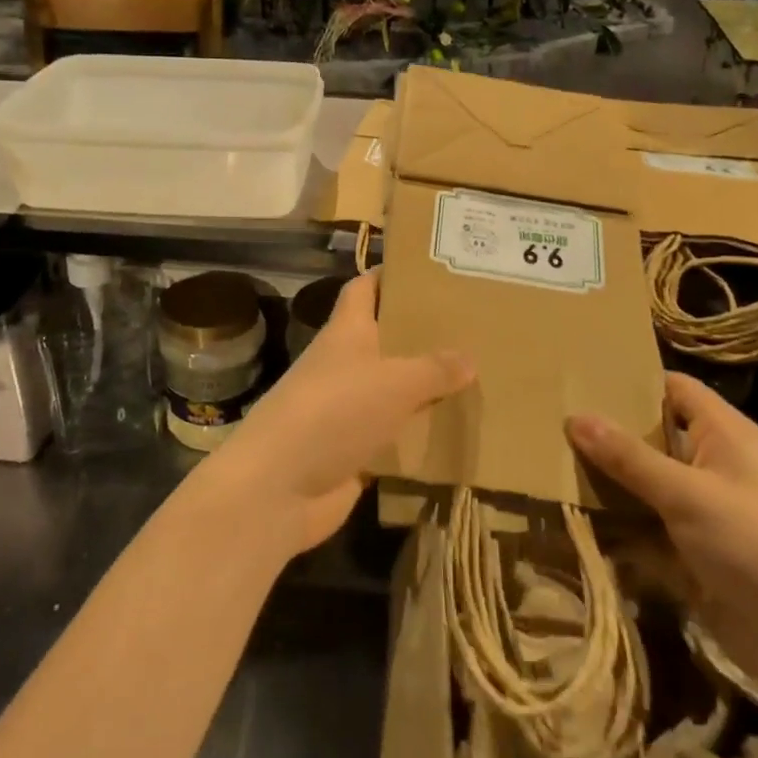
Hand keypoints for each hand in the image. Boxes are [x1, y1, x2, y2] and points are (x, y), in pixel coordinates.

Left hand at [211, 272, 473, 553]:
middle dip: (422, 333)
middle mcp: (345, 365)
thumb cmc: (334, 412)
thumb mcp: (393, 381)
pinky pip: (395, 434)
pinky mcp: (354, 450)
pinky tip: (458, 430)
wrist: (280, 488)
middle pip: (385, 339)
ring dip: (426, 386)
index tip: (430, 269)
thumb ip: (434, 368)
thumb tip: (469, 358)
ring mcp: (347, 410)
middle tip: (472, 326)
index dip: (390, 275)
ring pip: (394, 389)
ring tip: (477, 376)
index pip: (364, 288)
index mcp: (346, 333)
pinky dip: (421, 433)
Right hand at [566, 372, 757, 707]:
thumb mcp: (687, 493)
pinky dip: (615, 528)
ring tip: (544, 465)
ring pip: (642, 486)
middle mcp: (711, 465)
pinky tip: (568, 520)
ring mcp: (701, 513)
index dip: (629, 379)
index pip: (671, 388)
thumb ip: (628, 457)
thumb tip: (575, 417)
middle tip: (546, 420)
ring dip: (604, 484)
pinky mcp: (692, 555)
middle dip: (605, 434)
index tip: (576, 375)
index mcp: (722, 433)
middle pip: (650, 438)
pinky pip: (644, 530)